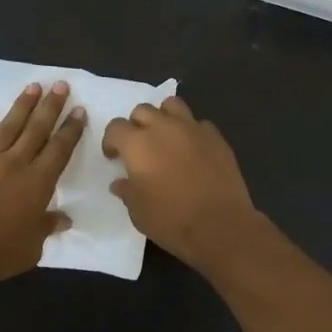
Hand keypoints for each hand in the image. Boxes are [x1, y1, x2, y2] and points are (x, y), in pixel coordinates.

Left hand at [0, 82, 85, 288]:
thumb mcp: (32, 247)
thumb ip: (47, 227)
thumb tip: (64, 219)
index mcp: (38, 183)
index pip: (60, 150)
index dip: (71, 129)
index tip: (79, 110)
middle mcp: (15, 164)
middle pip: (37, 130)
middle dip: (51, 107)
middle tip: (60, 84)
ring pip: (7, 128)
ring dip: (21, 106)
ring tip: (33, 86)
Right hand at [102, 95, 259, 272]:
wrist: (219, 225)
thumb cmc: (170, 219)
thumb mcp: (138, 211)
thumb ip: (127, 190)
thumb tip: (121, 182)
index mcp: (138, 144)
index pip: (116, 127)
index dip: (111, 141)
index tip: (114, 157)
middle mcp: (164, 128)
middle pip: (143, 110)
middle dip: (136, 125)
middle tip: (139, 147)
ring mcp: (193, 129)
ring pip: (172, 105)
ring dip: (163, 117)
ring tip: (165, 138)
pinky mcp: (216, 138)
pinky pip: (198, 124)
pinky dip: (191, 132)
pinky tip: (193, 151)